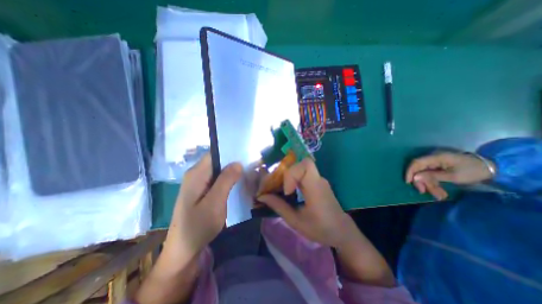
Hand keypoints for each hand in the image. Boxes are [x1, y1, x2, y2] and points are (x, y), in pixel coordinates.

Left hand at [163, 154, 243, 262]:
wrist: (183, 250)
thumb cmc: (198, 226)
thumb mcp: (215, 203)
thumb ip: (226, 180)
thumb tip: (238, 163)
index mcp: (196, 174)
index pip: (215, 153)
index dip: (230, 152)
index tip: (246, 154)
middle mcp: (196, 174)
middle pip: (217, 161)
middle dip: (233, 162)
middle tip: (250, 165)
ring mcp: (198, 183)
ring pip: (218, 170)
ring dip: (232, 172)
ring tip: (247, 173)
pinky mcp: (202, 190)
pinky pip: (217, 179)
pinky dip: (228, 180)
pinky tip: (238, 183)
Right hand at [256, 158, 355, 247]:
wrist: (341, 231)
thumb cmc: (320, 229)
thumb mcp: (296, 221)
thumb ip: (278, 206)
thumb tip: (262, 196)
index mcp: (316, 189)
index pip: (306, 166)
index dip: (292, 174)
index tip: (287, 192)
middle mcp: (319, 180)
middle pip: (302, 163)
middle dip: (288, 172)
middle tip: (281, 187)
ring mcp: (319, 179)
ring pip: (302, 167)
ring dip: (290, 175)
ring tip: (282, 188)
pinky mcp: (318, 182)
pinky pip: (304, 173)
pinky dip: (294, 178)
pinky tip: (290, 190)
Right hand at [406, 151, 494, 198]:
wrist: (492, 168)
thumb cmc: (472, 171)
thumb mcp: (453, 176)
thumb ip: (432, 176)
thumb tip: (414, 177)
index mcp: (435, 158)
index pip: (416, 163)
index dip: (410, 172)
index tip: (408, 182)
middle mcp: (432, 159)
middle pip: (419, 170)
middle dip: (421, 182)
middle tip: (424, 192)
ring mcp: (435, 163)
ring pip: (425, 175)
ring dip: (430, 185)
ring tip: (439, 196)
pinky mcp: (439, 168)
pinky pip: (431, 176)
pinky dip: (434, 184)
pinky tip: (441, 193)